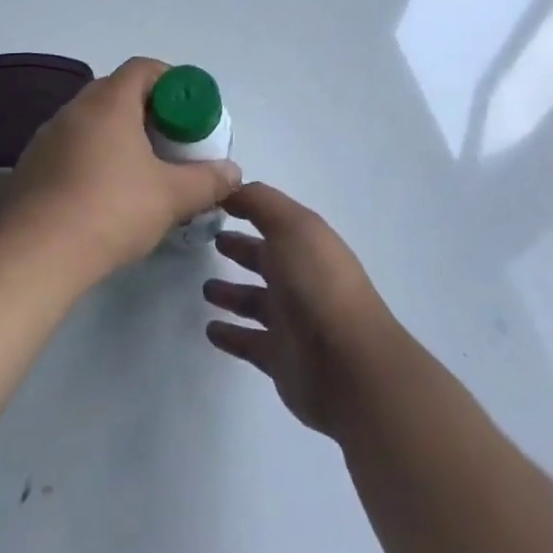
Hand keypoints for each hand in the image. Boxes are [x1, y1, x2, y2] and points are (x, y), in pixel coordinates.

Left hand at [0, 57, 241, 282]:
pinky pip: (69, 147)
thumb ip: (207, 180)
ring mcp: (47, 136)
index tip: (187, 110)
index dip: (170, 81)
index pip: (143, 68)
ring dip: (116, 135)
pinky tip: (101, 194)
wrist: (35, 255)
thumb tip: (233, 172)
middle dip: (146, 110)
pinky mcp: (30, 166)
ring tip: (138, 170)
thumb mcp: (171, 197)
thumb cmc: (111, 210)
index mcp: (109, 102)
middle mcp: (75, 108)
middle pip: (117, 92)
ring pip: (91, 121)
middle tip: (168, 140)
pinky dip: (90, 157)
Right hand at [203, 183, 398, 437]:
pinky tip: (211, 330)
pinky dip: (231, 336)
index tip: (215, 202)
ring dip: (232, 294)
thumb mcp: (290, 226)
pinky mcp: (281, 359)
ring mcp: (292, 320)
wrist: (348, 365)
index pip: (273, 219)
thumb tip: (230, 187)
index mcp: (307, 242)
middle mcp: (301, 277)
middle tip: (210, 242)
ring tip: (205, 288)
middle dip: (240, 248)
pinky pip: (250, 342)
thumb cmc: (317, 284)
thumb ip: (259, 202)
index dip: (247, 208)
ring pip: (255, 300)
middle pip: (265, 258)